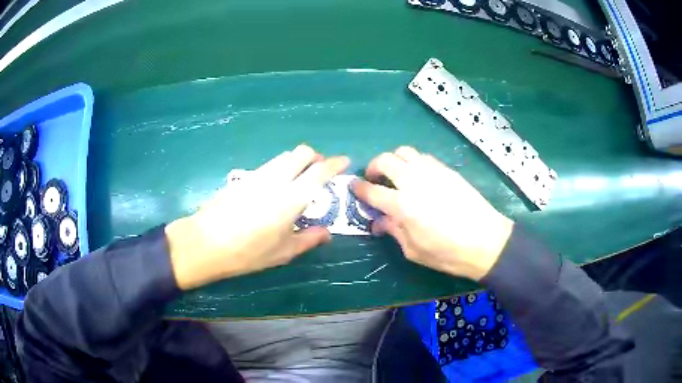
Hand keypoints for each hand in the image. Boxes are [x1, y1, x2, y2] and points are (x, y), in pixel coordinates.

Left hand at [166, 145, 349, 289]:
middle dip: (315, 157)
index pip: (319, 171)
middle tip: (319, 172)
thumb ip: (308, 240)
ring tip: (298, 179)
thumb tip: (326, 233)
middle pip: (301, 152)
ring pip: (283, 157)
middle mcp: (276, 179)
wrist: (206, 243)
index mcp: (292, 198)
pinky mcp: (243, 178)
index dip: (335, 163)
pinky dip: (280, 168)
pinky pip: (269, 165)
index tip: (345, 161)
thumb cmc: (248, 252)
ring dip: (297, 161)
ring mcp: (257, 175)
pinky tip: (275, 187)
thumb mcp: (282, 252)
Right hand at [352, 147, 512, 279]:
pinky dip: (414, 162)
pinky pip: (424, 157)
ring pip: (405, 152)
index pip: (372, 191)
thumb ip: (393, 231)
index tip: (354, 187)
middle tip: (374, 178)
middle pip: (386, 160)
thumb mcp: (414, 250)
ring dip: (394, 160)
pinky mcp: (447, 170)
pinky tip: (418, 176)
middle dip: (373, 166)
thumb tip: (378, 221)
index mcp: (403, 206)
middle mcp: (415, 182)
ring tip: (395, 174)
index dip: (359, 188)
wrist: (486, 242)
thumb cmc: (448, 253)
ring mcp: (433, 172)